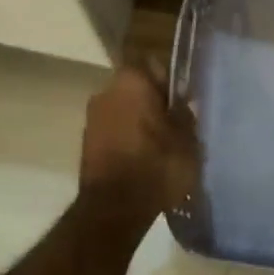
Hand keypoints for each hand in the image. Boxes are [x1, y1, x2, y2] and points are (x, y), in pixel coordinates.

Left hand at [78, 64, 200, 216]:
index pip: (155, 65)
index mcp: (132, 80)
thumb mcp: (187, 140)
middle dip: (154, 103)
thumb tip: (184, 103)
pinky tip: (143, 160)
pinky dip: (127, 140)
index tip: (184, 103)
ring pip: (124, 110)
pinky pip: (114, 131)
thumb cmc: (156, 165)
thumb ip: (186, 115)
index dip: (171, 83)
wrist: (114, 209)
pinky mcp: (86, 143)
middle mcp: (106, 90)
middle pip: (137, 88)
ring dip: (140, 123)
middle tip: (176, 126)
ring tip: (161, 147)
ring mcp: (92, 117)